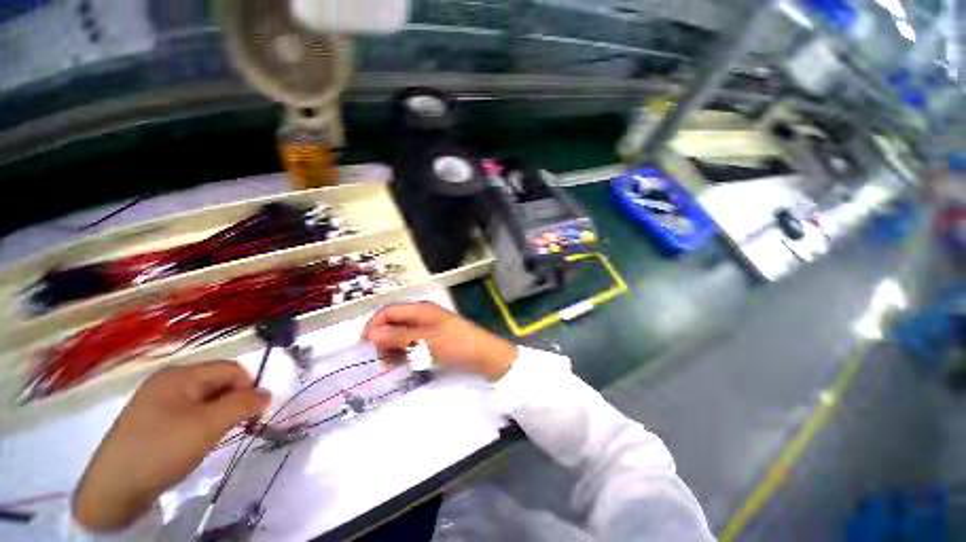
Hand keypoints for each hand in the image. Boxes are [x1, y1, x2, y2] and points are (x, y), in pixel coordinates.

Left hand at [73, 361, 269, 531]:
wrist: (113, 488)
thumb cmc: (162, 449)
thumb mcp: (208, 426)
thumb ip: (243, 405)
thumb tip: (267, 393)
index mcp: (181, 374)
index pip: (232, 369)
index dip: (248, 388)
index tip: (251, 415)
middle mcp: (169, 380)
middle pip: (217, 382)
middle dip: (232, 402)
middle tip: (231, 428)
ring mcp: (157, 399)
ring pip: (204, 398)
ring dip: (217, 414)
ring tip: (210, 438)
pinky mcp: (151, 418)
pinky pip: (188, 411)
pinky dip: (200, 423)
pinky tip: (192, 442)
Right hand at [362, 302, 516, 381]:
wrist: (485, 355)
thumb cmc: (456, 344)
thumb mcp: (425, 340)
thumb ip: (398, 336)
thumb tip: (371, 333)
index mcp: (420, 309)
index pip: (388, 311)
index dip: (373, 326)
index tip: (363, 348)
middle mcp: (423, 314)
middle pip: (394, 322)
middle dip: (382, 338)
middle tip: (379, 360)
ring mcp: (429, 326)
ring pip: (402, 333)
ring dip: (393, 347)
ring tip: (390, 365)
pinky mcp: (434, 338)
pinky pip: (413, 342)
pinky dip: (405, 351)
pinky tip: (404, 363)